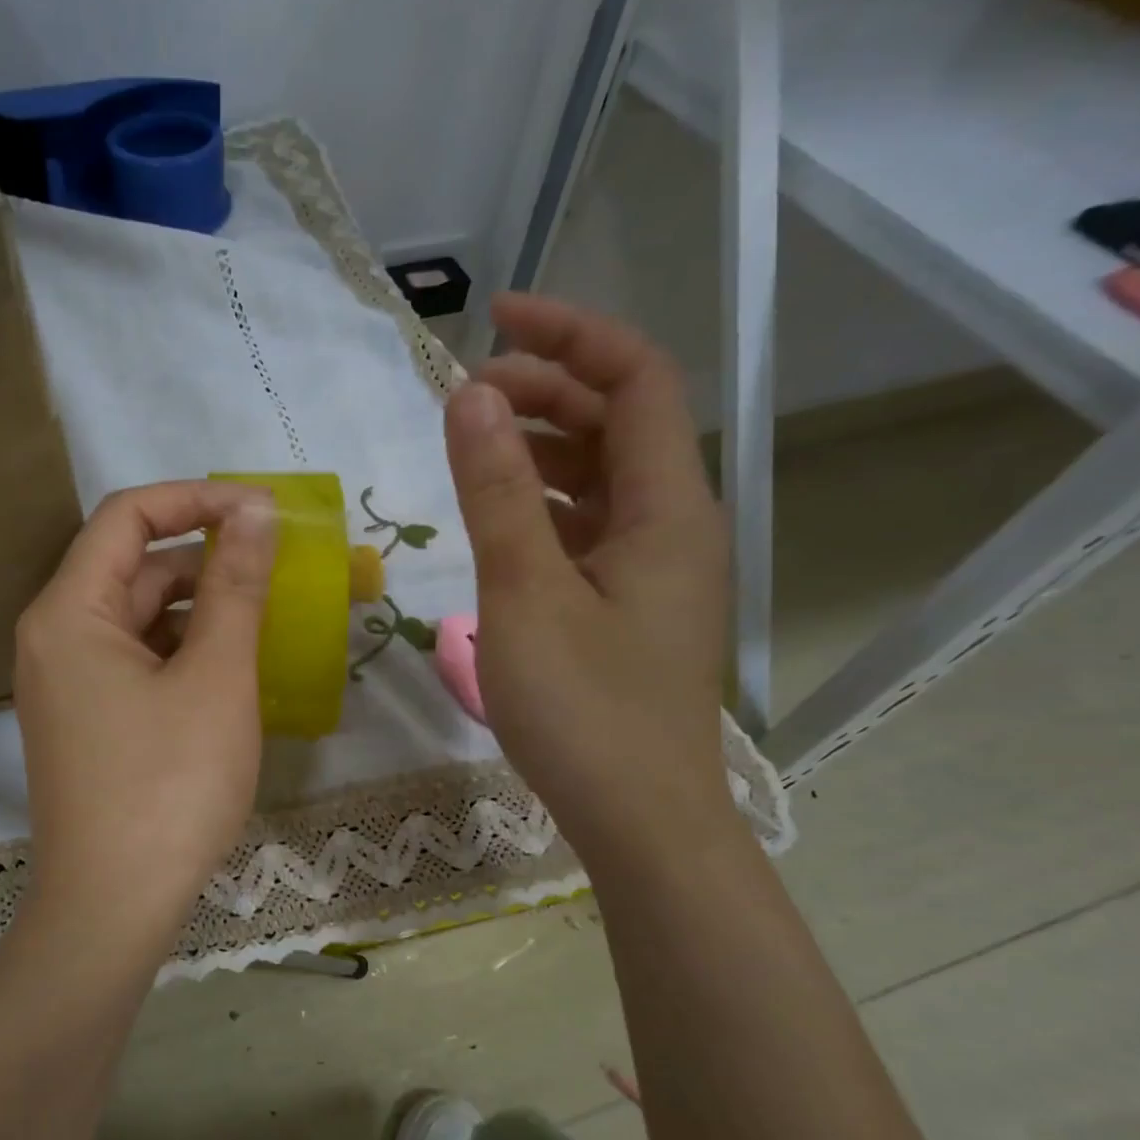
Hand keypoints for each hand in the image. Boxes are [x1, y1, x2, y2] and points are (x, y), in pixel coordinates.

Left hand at [13, 481, 276, 945]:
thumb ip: (236, 586)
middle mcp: (54, 638)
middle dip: (206, 562)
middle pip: (133, 569)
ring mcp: (67, 684)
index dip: (197, 498)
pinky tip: (231, 675)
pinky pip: (136, 663)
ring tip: (265, 627)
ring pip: (140, 620)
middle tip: (278, 575)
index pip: (128, 516)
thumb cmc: (169, 785)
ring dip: (201, 613)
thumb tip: (255, 511)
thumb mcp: (215, 677)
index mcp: (70, 612)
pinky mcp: (86, 722)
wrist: (113, 906)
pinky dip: (183, 655)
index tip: (262, 511)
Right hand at [446, 293, 730, 861]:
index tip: (493, 320)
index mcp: (667, 509)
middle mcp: (674, 525)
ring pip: (602, 479)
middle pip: (620, 423)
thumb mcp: (526, 595)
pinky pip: (589, 528)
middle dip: (546, 390)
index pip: (636, 379)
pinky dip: (544, 505)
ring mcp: (654, 569)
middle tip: (465, 395)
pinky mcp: (630, 606)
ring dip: (542, 448)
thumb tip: (471, 396)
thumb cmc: (584, 711)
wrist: (639, 819)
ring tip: (472, 446)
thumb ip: (497, 493)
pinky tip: (500, 520)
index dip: (570, 334)